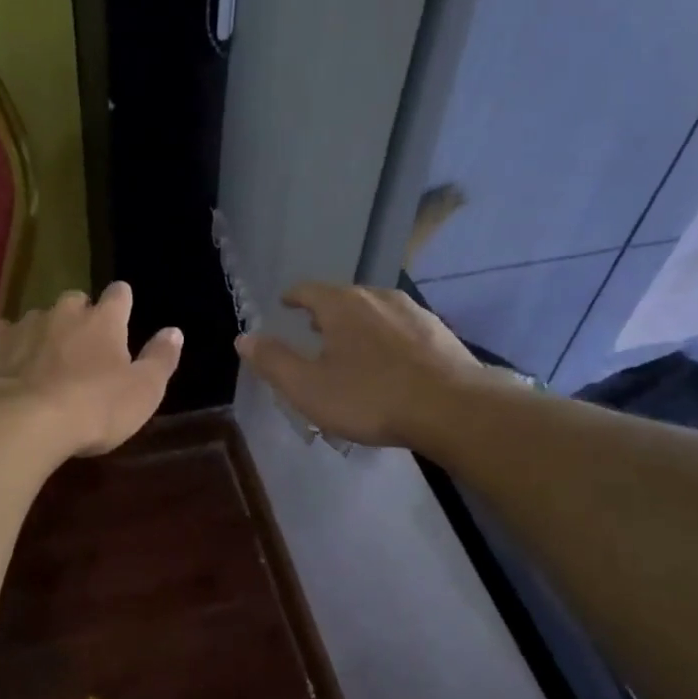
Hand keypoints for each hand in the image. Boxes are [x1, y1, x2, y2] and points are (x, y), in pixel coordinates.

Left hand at [0, 282, 182, 456]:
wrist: (23, 422)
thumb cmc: (95, 408)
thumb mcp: (144, 391)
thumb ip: (161, 359)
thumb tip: (174, 331)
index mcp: (105, 320)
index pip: (119, 295)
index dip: (122, 302)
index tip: (122, 313)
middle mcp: (65, 312)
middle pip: (76, 301)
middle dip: (80, 317)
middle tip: (82, 347)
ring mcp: (24, 324)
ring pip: (39, 318)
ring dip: (45, 333)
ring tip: (44, 363)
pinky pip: (3, 334)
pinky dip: (9, 345)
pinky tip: (9, 366)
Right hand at [234, 283, 489, 447]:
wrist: (454, 408)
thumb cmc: (371, 397)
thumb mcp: (308, 387)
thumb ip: (273, 361)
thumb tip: (243, 337)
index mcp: (341, 304)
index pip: (307, 290)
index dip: (293, 297)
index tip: (285, 305)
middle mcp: (376, 296)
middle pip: (342, 298)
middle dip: (326, 313)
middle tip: (314, 333)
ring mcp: (412, 311)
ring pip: (375, 311)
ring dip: (359, 325)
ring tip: (352, 348)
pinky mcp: (439, 331)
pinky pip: (401, 328)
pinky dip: (387, 338)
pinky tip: (391, 363)